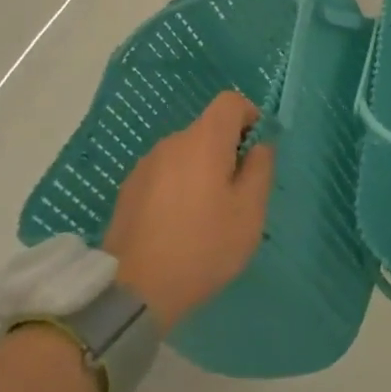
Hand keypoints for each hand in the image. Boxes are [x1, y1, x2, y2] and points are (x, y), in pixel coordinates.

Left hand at [104, 92, 274, 329]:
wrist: (135, 290)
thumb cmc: (203, 246)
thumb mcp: (249, 212)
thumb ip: (260, 169)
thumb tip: (259, 146)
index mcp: (204, 140)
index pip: (230, 101)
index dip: (250, 116)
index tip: (256, 152)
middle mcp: (172, 142)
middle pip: (208, 130)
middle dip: (227, 151)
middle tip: (236, 195)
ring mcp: (146, 165)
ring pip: (185, 154)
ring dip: (201, 171)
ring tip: (206, 216)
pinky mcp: (129, 189)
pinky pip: (165, 174)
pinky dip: (178, 187)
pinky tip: (178, 226)